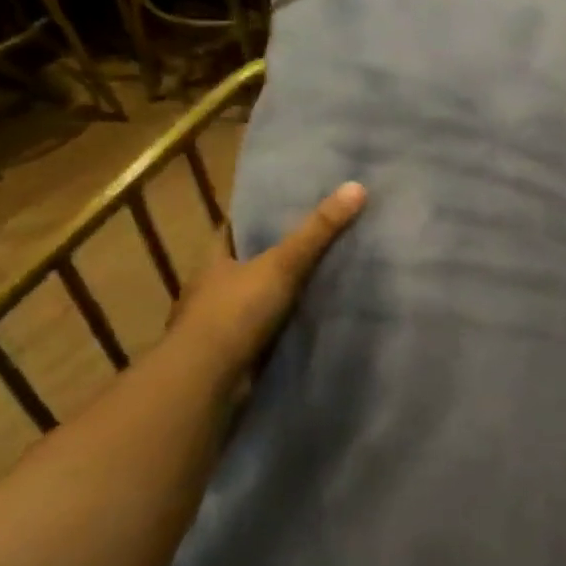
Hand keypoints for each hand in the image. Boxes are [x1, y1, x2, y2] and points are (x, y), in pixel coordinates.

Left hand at [170, 181, 366, 373]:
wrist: (208, 380)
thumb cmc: (235, 312)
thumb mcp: (282, 264)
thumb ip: (318, 231)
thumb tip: (357, 186)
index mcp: (215, 259)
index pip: (236, 227)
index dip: (260, 214)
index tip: (292, 204)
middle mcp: (215, 287)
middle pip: (251, 262)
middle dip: (279, 255)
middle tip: (323, 240)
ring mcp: (224, 323)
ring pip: (260, 298)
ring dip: (285, 293)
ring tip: (328, 279)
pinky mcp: (238, 351)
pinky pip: (269, 329)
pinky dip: (287, 325)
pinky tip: (315, 320)